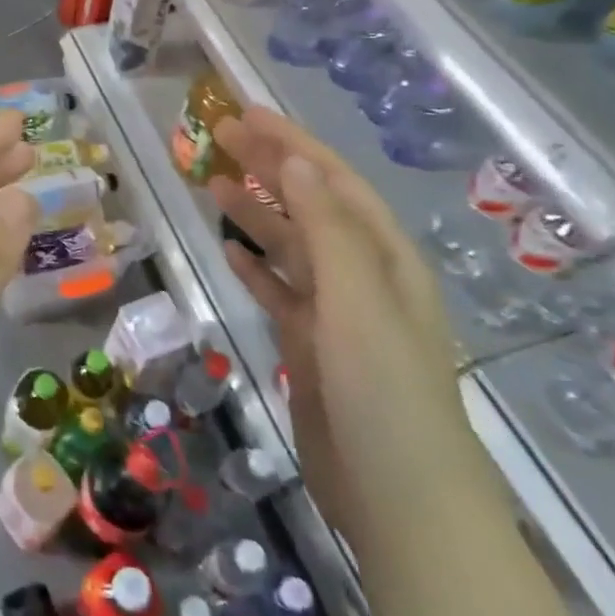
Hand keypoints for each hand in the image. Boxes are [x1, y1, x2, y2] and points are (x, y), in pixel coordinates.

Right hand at [208, 108, 479, 551]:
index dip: (291, 144)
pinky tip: (231, 253)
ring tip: (214, 184)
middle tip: (218, 137)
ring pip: (291, 246)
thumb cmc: (384, 390)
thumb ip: (326, 227)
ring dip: (256, 212)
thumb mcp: (358, 299)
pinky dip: (257, 268)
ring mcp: (337, 313)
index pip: (332, 181)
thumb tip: (294, 161)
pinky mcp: (313, 347)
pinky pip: (280, 292)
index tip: (244, 114)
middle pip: (309, 205)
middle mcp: (363, 276)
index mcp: (384, 257)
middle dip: (269, 167)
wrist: (399, 502)